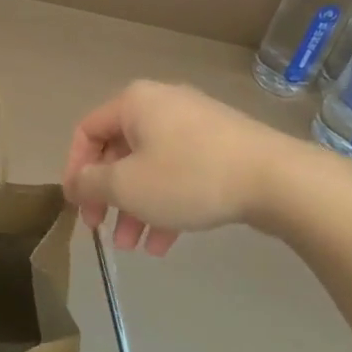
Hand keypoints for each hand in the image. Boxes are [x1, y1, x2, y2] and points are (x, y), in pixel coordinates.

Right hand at [63, 81, 283, 254]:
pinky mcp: (221, 146)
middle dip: (109, 196)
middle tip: (102, 230)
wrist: (276, 179)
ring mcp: (195, 124)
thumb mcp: (127, 185)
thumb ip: (91, 183)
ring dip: (137, 207)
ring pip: (151, 167)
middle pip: (120, 152)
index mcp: (134, 103)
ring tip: (134, 248)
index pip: (87, 132)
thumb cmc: (188, 176)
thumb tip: (76, 182)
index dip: (75, 170)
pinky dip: (167, 203)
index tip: (76, 207)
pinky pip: (180, 172)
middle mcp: (161, 104)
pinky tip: (166, 244)